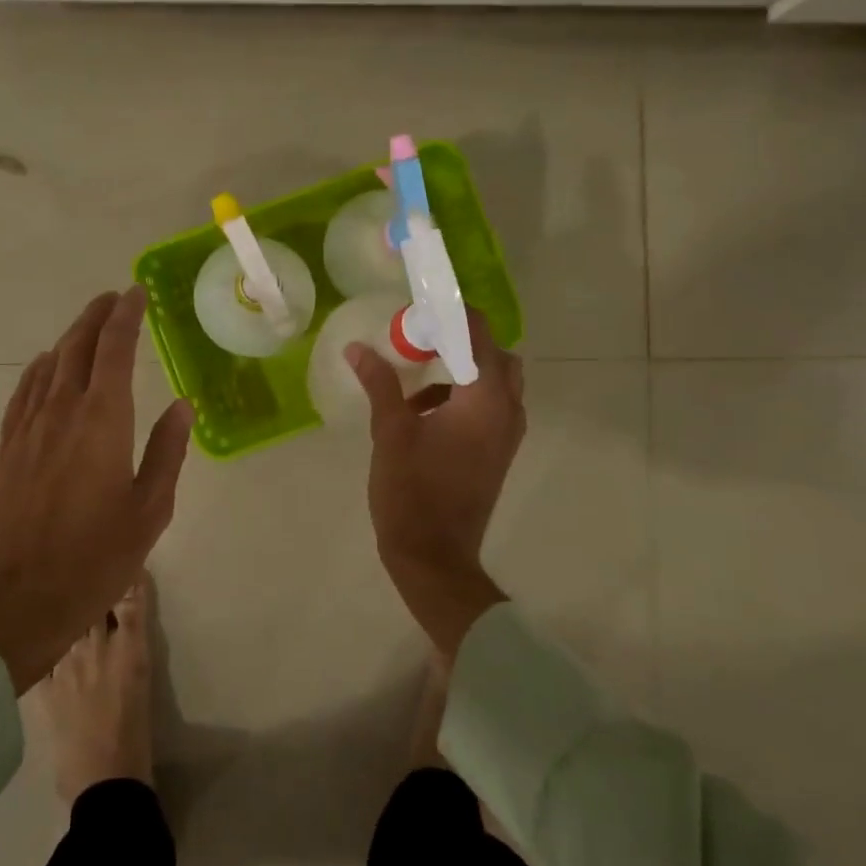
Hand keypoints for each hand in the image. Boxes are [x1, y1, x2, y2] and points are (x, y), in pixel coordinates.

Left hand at [0, 287, 192, 691]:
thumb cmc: (93, 560)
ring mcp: (27, 430)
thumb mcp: (149, 511)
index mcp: (102, 422)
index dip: (125, 317)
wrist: (12, 603)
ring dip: (70, 338)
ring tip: (88, 325)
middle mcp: (61, 413)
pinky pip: (23, 393)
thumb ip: (166, 452)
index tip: (135, 294)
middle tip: (114, 298)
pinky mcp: (6, 450)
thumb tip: (181, 406)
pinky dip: (39, 369)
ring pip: (48, 365)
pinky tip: (45, 367)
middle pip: (77, 347)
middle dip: (96, 317)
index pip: (114, 351)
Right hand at [346, 309, 524, 658]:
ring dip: (462, 372)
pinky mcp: (499, 453)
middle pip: (496, 356)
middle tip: (422, 341)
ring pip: (496, 383)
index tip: (419, 309)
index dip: (452, 315)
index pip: (479, 334)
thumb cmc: (411, 491)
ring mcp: (507, 435)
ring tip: (415, 381)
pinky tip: (423, 414)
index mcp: (485, 399)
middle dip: (463, 342)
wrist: (434, 556)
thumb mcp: (390, 432)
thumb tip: (357, 348)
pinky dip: (464, 398)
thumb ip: (380, 384)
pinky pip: (490, 408)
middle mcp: (507, 411)